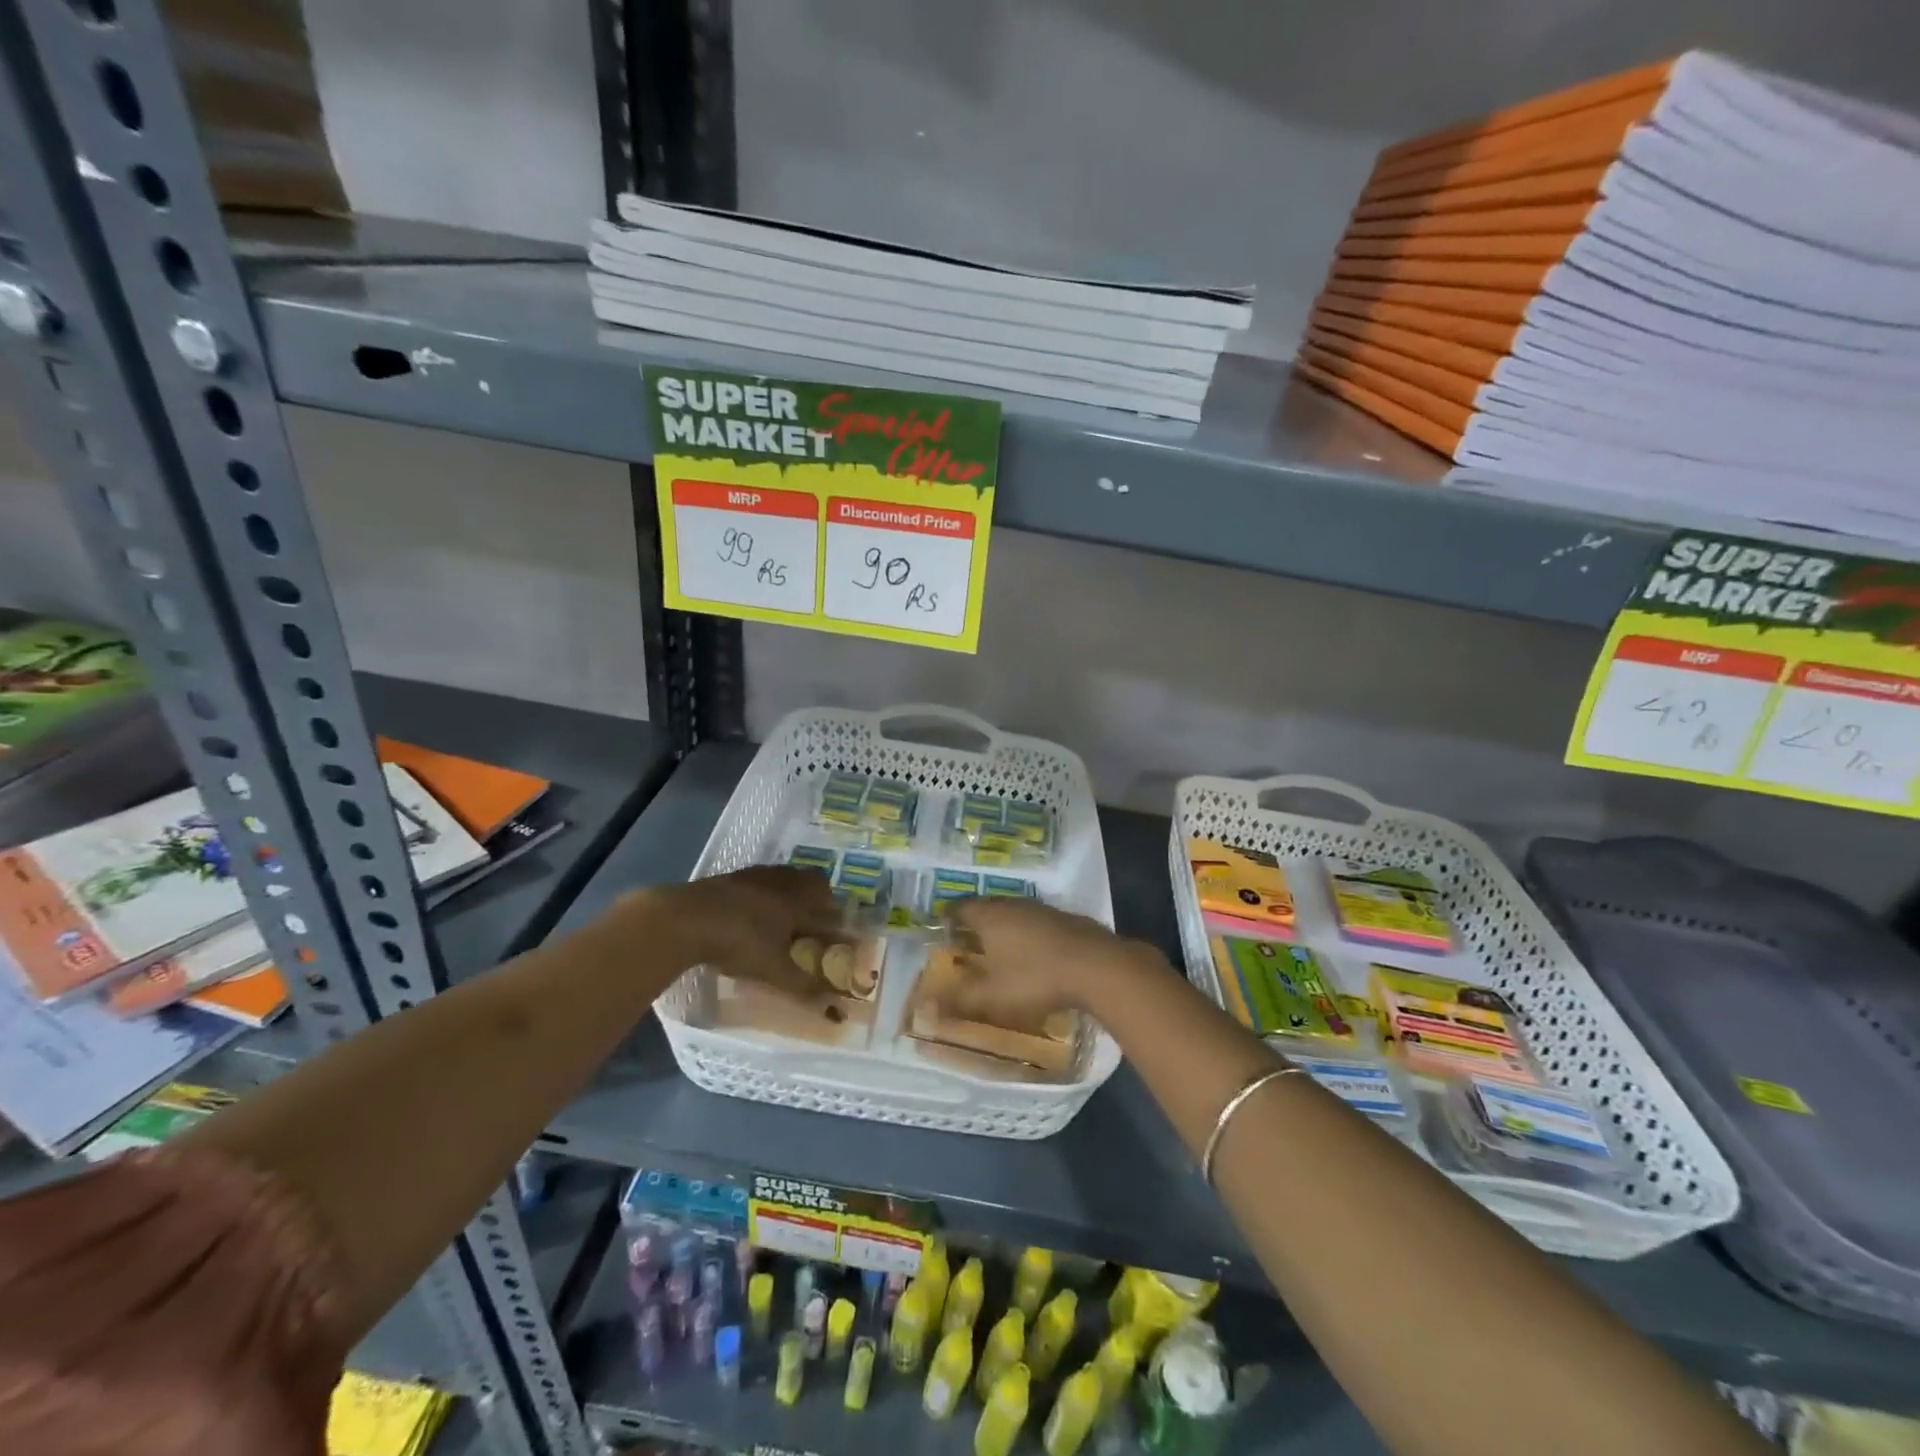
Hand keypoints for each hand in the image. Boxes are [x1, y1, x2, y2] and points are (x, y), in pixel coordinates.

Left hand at [633, 866, 845, 999]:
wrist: (687, 917)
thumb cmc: (738, 942)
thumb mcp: (773, 970)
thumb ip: (804, 987)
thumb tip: (836, 1010)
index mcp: (798, 903)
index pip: (828, 909)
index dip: (837, 922)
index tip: (842, 934)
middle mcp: (783, 883)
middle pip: (812, 881)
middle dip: (821, 897)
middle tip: (818, 917)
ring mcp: (756, 876)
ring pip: (786, 876)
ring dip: (794, 889)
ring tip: (788, 910)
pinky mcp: (732, 876)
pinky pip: (762, 878)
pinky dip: (767, 889)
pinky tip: (754, 907)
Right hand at [942, 898, 1148, 1026]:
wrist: (1097, 966)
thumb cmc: (1035, 978)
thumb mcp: (991, 996)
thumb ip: (957, 1000)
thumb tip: (925, 1005)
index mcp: (989, 915)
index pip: (959, 908)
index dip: (947, 920)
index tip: (942, 936)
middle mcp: (1012, 904)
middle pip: (986, 909)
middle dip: (974, 925)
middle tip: (966, 946)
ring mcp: (1041, 909)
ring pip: (1013, 915)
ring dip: (1003, 930)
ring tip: (998, 953)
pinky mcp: (1065, 919)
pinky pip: (1035, 924)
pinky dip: (1027, 936)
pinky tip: (1033, 957)